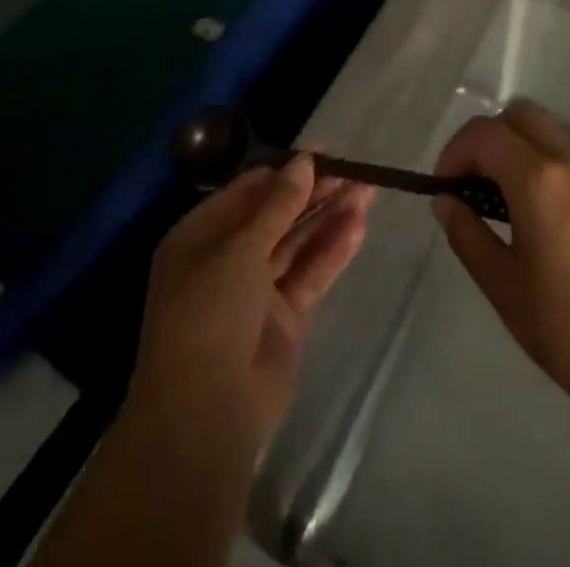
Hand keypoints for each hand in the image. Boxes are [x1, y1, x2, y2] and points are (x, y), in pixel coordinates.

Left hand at [125, 156, 373, 464]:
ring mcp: (257, 289)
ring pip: (298, 242)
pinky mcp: (284, 316)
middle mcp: (227, 258)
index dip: (285, 171)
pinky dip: (333, 250)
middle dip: (314, 192)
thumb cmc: (210, 315)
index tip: (324, 153)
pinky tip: (359, 226)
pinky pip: (311, 273)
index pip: (248, 191)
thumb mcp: (240, 249)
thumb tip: (305, 161)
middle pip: (277, 214)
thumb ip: (278, 205)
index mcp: (200, 237)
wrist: (206, 416)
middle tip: (354, 171)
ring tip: (368, 191)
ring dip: (330, 216)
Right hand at [432, 100, 569, 421]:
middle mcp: (569, 161)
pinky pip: (566, 153)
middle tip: (469, 182)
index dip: (454, 151)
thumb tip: (444, 200)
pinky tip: (533, 211)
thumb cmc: (566, 327)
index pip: (484, 133)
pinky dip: (539, 160)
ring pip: (545, 130)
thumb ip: (467, 233)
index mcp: (538, 180)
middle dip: (485, 138)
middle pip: (519, 115)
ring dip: (514, 146)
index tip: (443, 188)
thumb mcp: (502, 285)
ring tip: (497, 199)